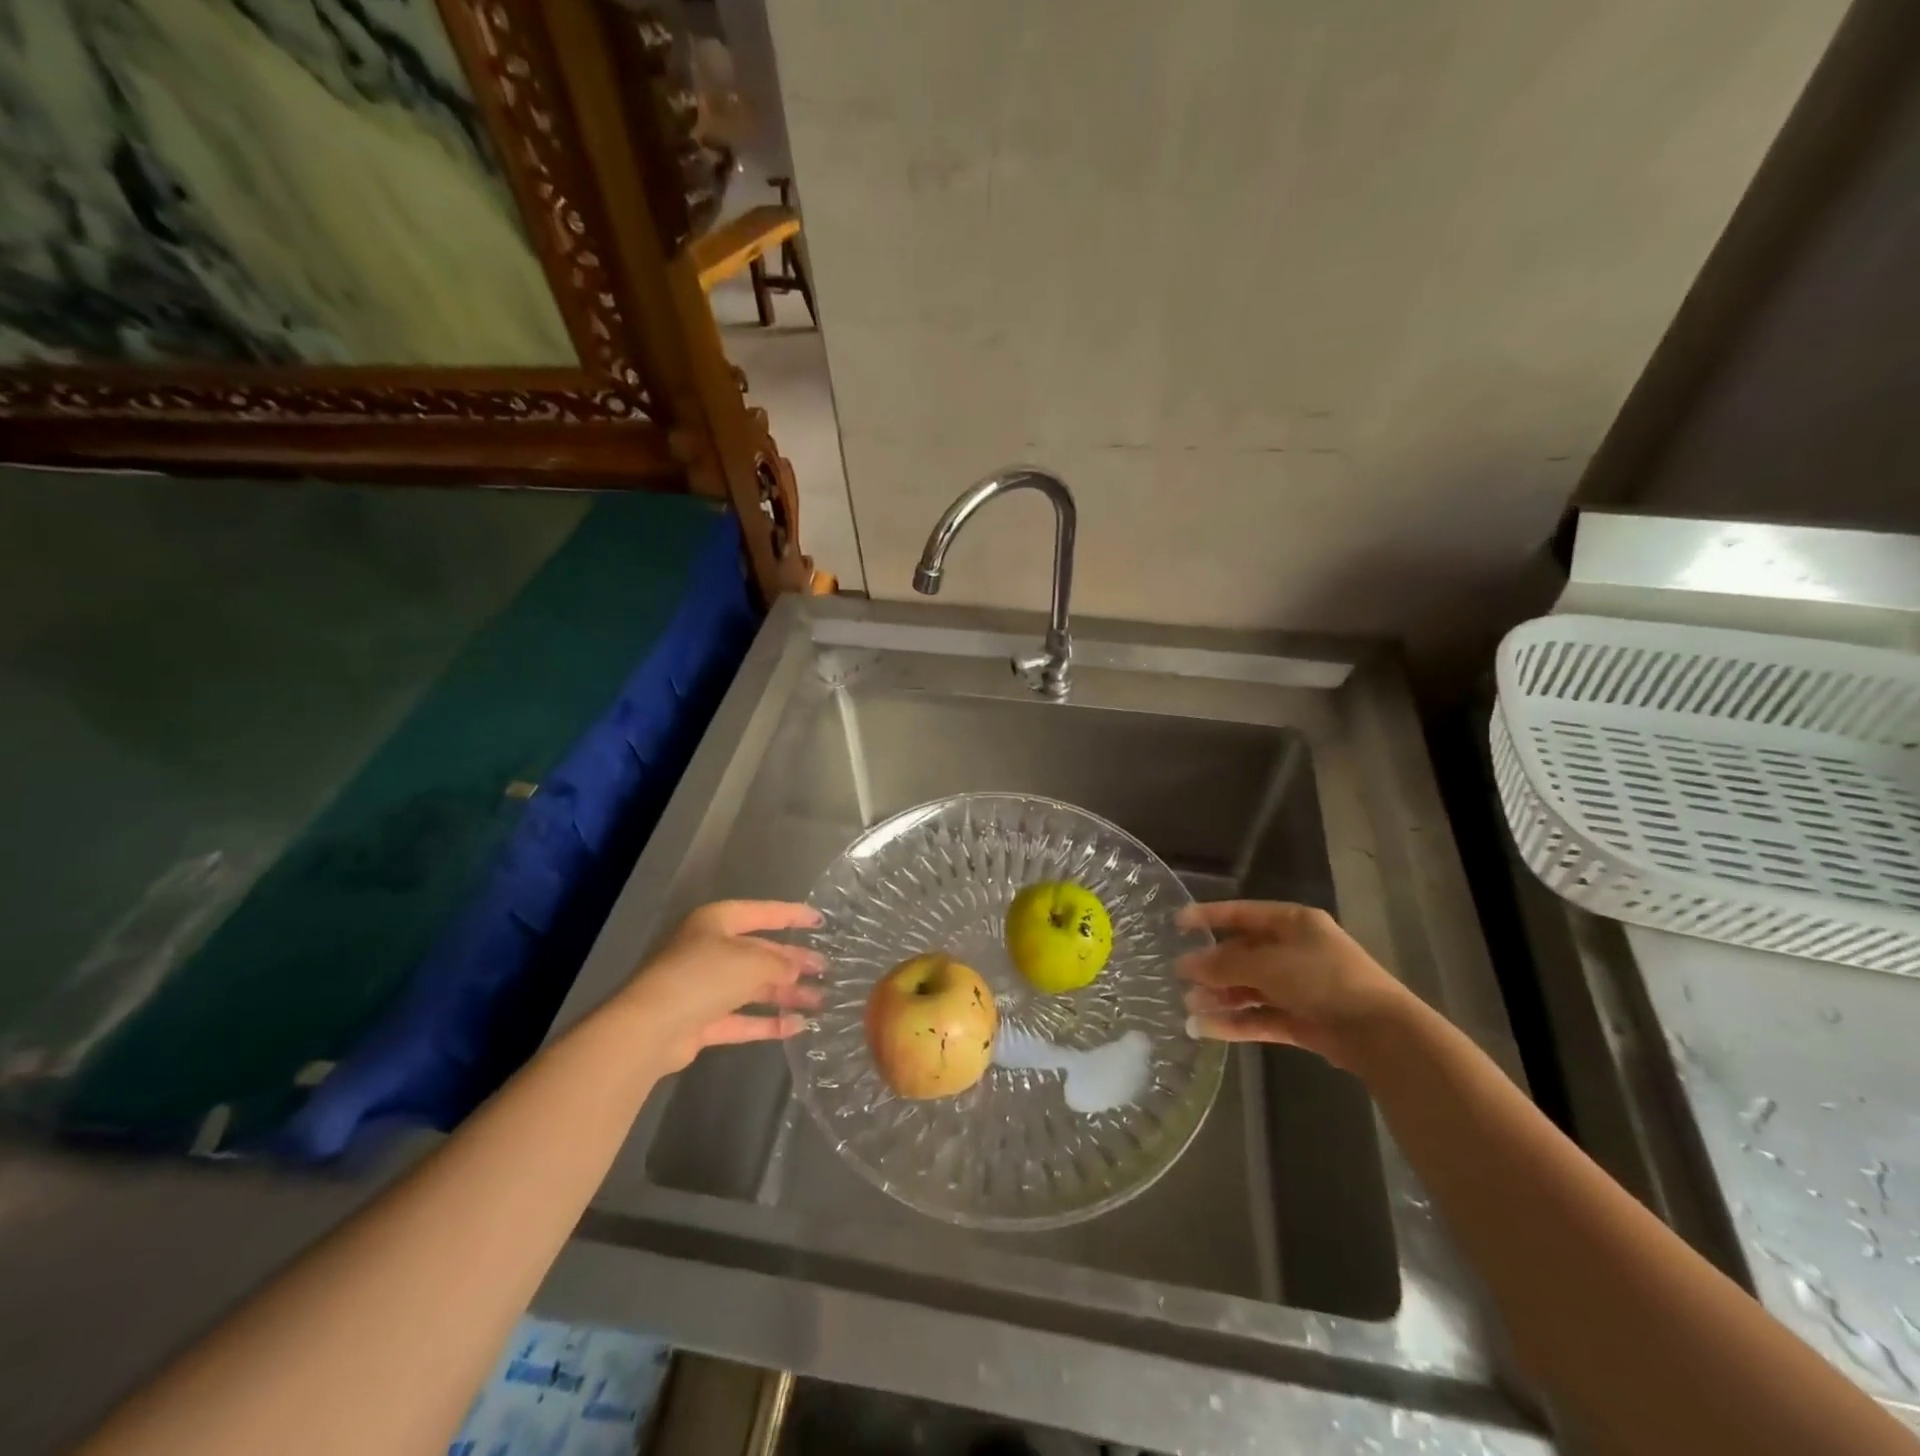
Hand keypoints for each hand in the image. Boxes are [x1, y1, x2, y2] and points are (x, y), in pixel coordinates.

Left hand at [617, 901, 824, 1072]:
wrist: (650, 1029)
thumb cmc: (703, 977)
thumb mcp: (751, 961)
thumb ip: (780, 963)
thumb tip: (796, 970)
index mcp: (717, 922)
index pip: (763, 913)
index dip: (792, 915)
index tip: (820, 921)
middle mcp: (710, 950)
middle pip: (760, 952)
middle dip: (793, 961)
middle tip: (825, 969)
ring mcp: (704, 988)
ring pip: (753, 987)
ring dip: (785, 994)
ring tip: (820, 1000)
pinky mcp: (701, 1021)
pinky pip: (742, 1018)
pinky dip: (767, 1022)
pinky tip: (797, 1026)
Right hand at [1176, 901, 1413, 1069]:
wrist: (1379, 1033)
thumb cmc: (1322, 979)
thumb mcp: (1267, 964)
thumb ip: (1224, 964)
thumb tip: (1185, 964)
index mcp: (1293, 923)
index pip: (1241, 914)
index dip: (1208, 917)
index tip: (1176, 924)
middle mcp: (1295, 951)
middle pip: (1243, 954)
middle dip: (1212, 967)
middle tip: (1178, 976)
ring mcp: (1299, 987)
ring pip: (1250, 988)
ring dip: (1220, 996)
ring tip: (1188, 1005)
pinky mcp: (1301, 1020)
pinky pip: (1260, 1017)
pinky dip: (1235, 1022)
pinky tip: (1206, 1029)